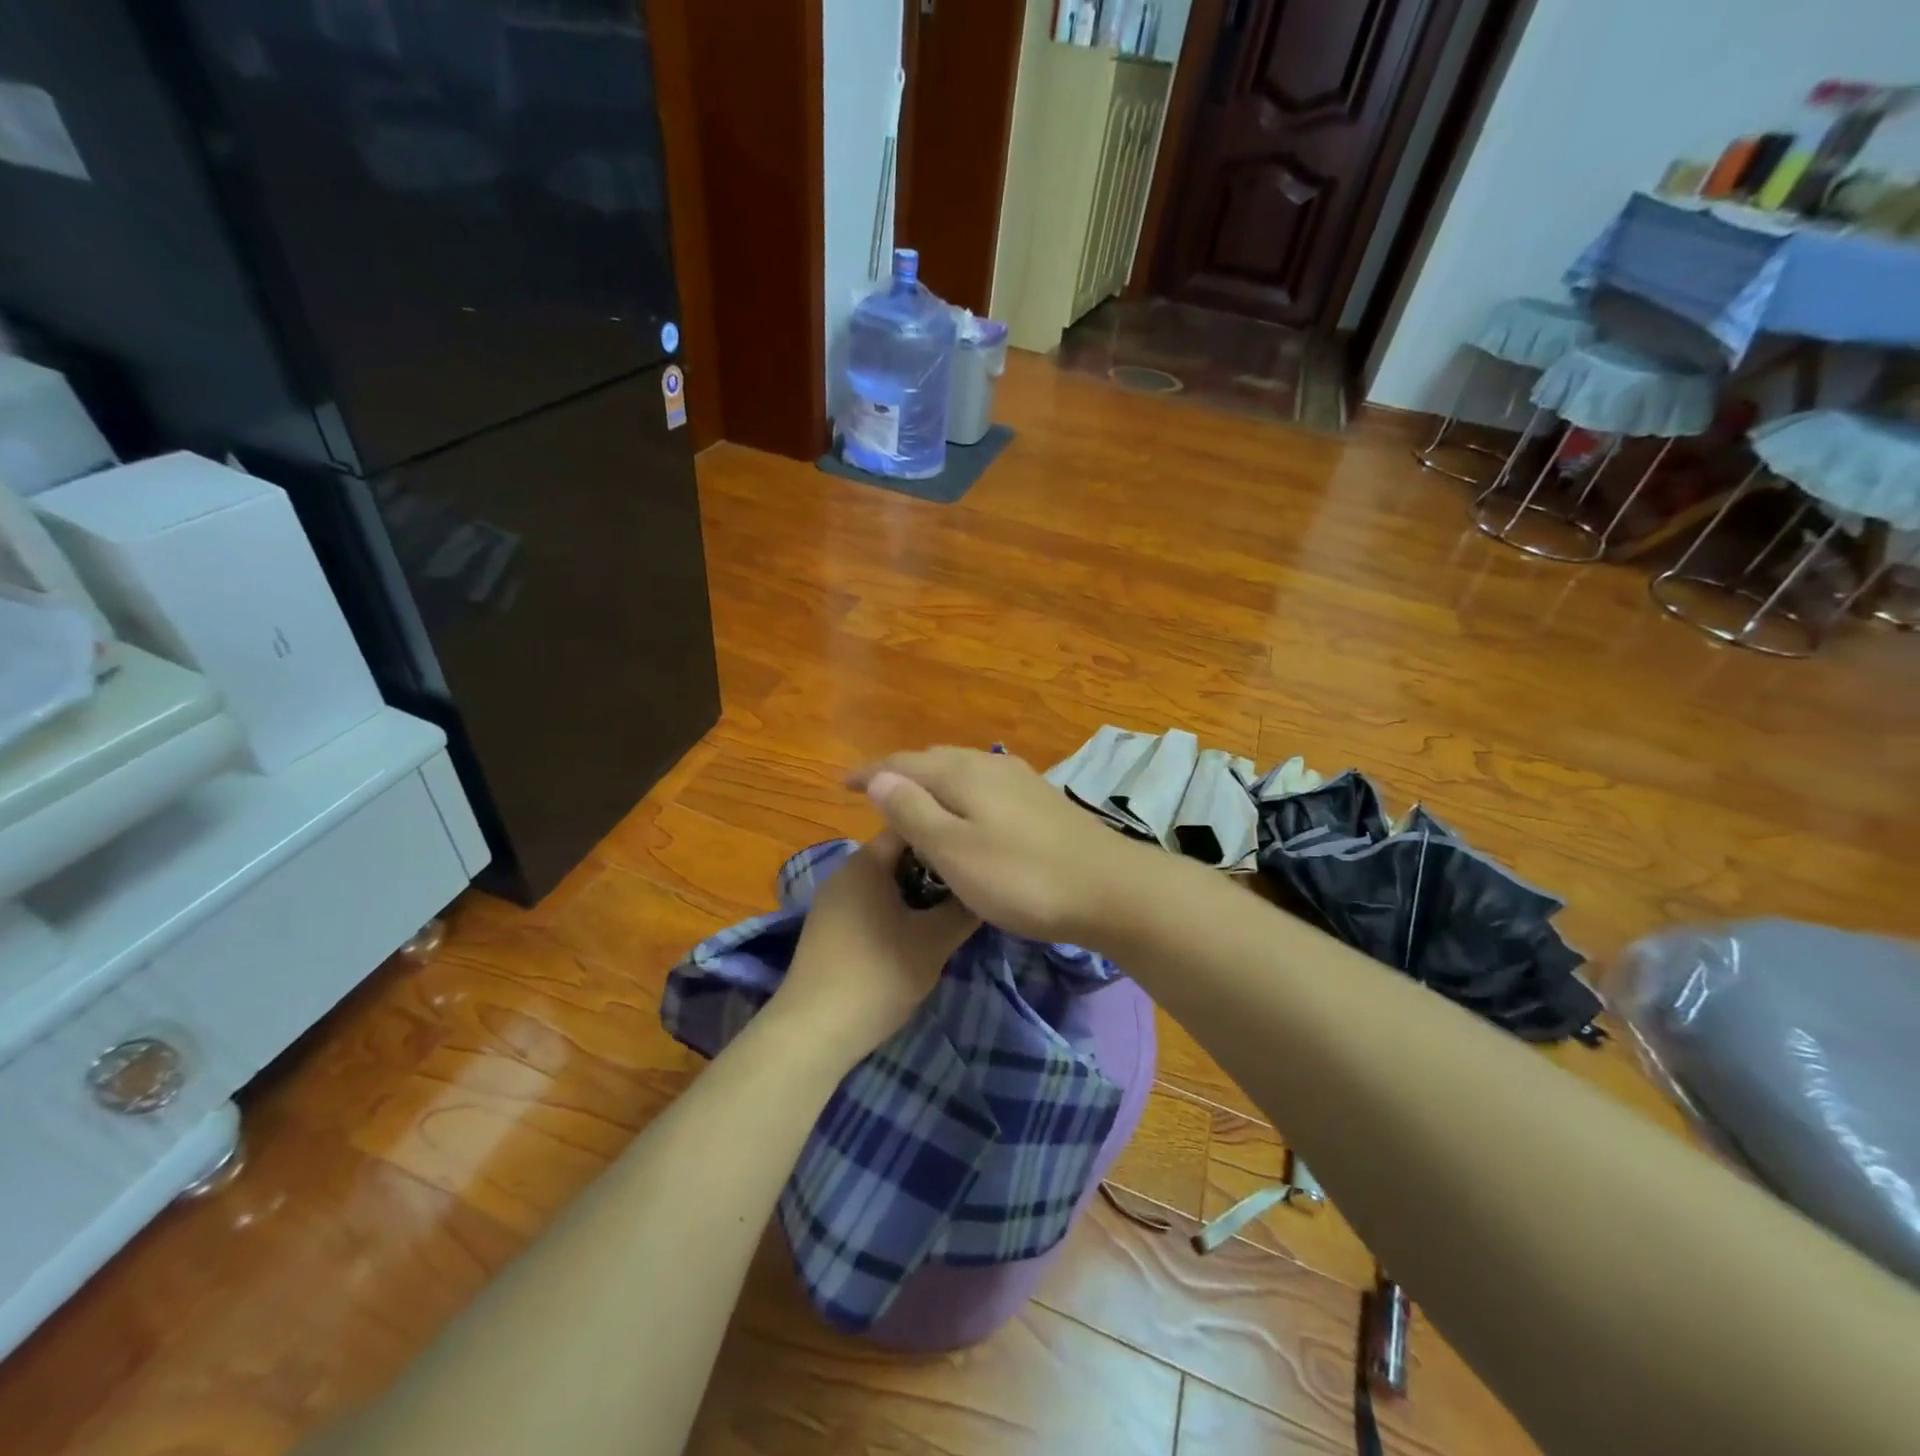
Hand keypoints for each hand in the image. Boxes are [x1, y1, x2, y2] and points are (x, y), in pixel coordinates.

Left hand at [771, 832, 978, 1068]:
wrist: (814, 1031)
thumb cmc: (879, 974)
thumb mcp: (935, 941)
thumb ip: (964, 909)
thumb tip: (985, 887)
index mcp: (866, 861)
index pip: (911, 826)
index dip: (945, 834)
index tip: (974, 851)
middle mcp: (844, 872)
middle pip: (898, 855)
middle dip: (934, 868)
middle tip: (969, 886)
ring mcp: (832, 902)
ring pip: (884, 883)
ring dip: (916, 893)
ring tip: (949, 912)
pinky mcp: (827, 930)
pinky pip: (869, 905)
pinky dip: (895, 911)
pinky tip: (915, 936)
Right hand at [849, 748, 1147, 945]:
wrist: (1111, 890)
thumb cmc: (1022, 877)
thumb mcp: (954, 850)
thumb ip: (913, 811)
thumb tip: (879, 776)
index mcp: (963, 773)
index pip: (903, 762)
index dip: (870, 772)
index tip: (841, 784)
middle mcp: (991, 765)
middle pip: (934, 760)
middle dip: (901, 774)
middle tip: (875, 796)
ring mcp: (1021, 781)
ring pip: (963, 772)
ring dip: (932, 784)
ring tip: (914, 805)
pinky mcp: (1042, 802)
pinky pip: (985, 787)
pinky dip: (961, 796)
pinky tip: (967, 816)